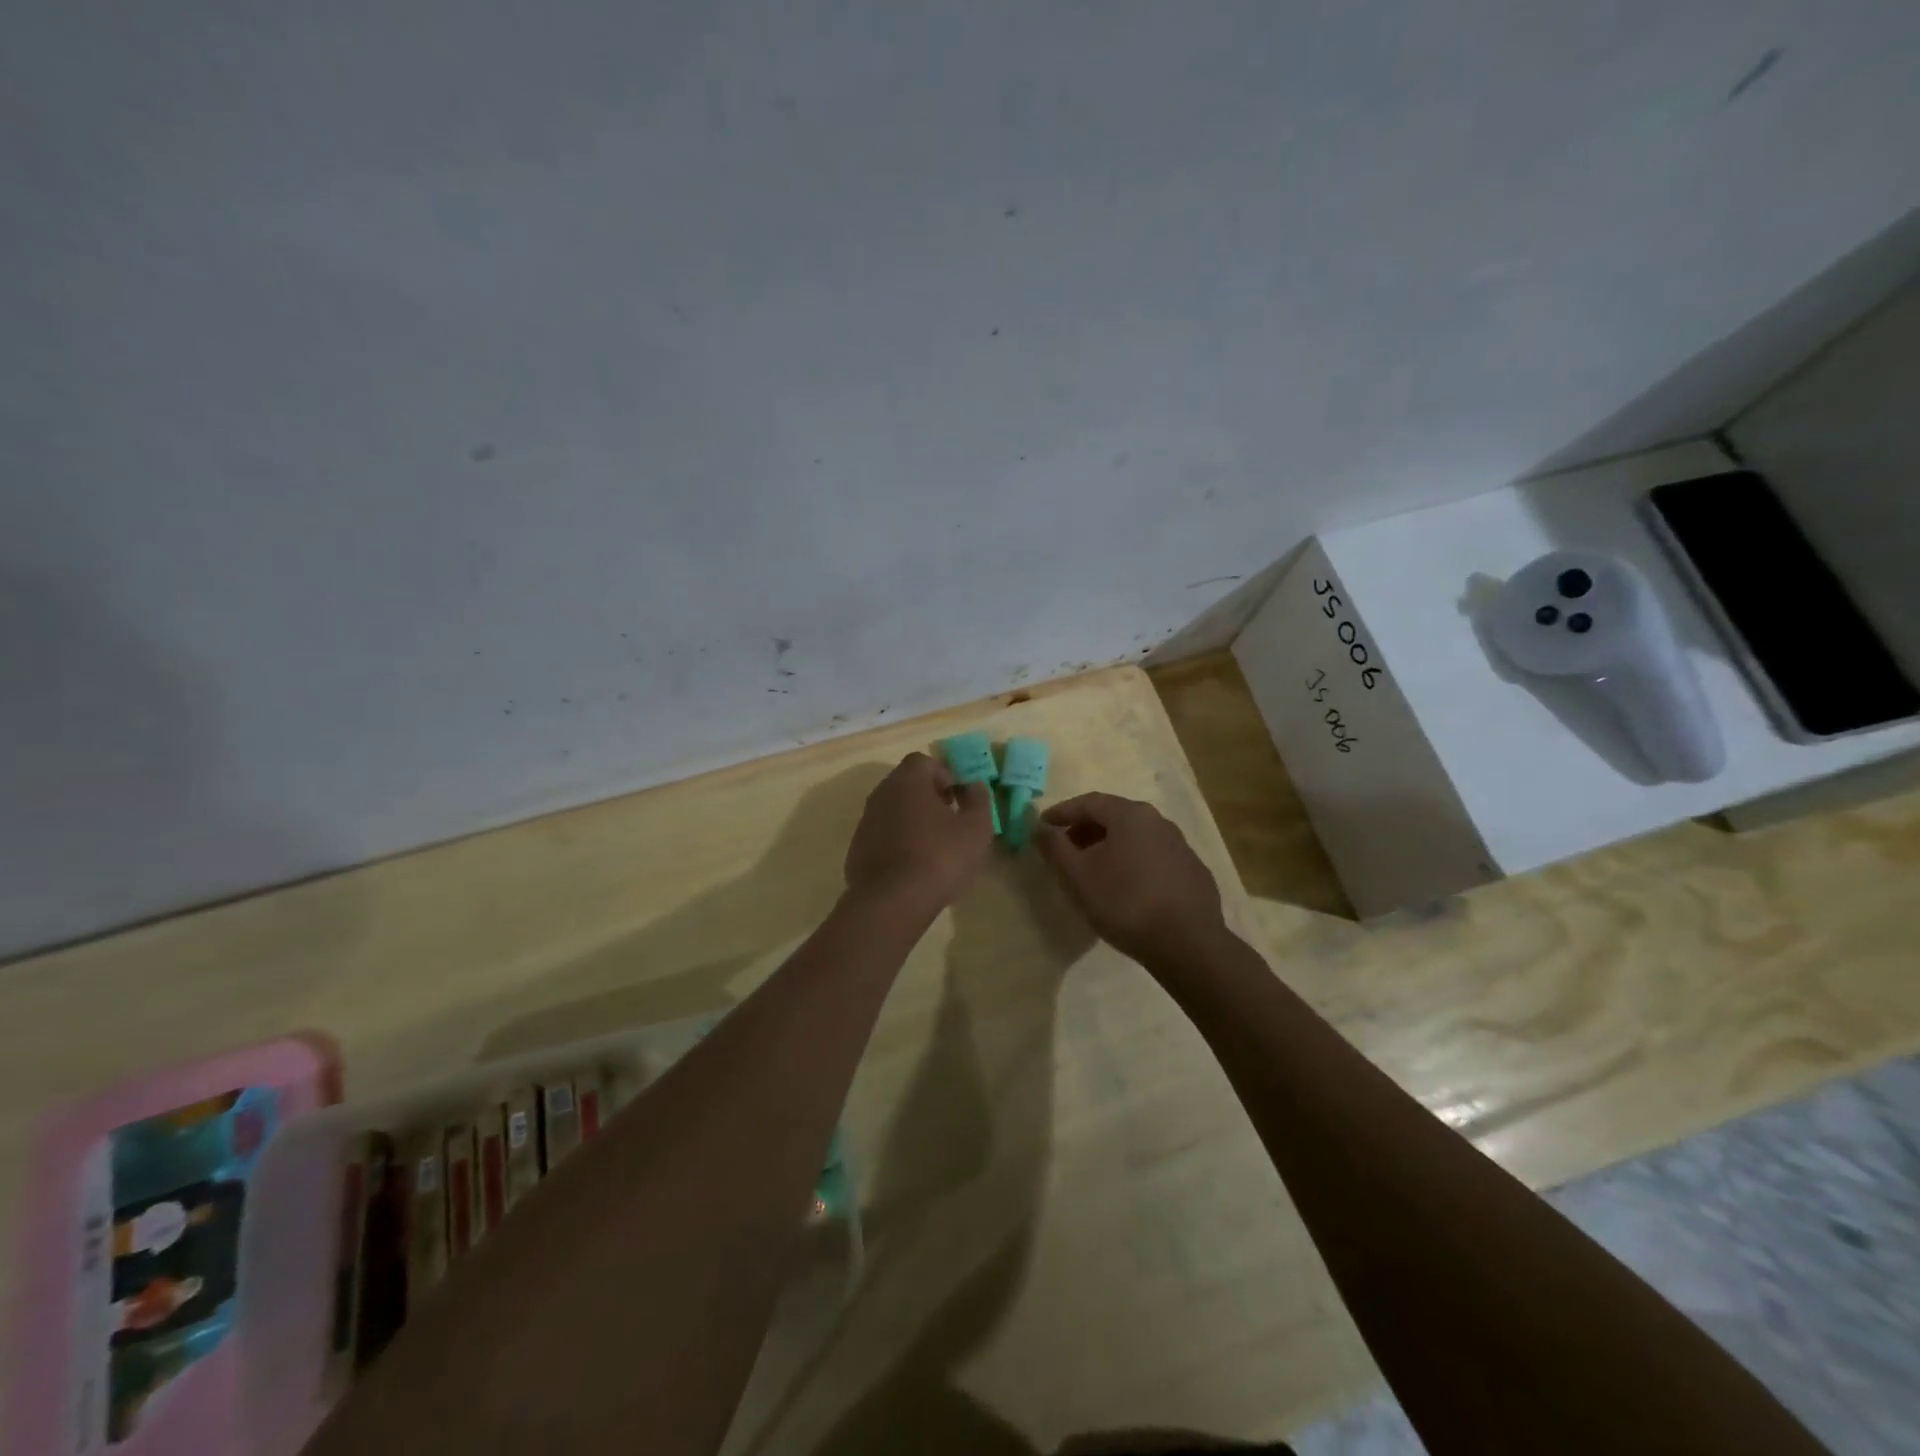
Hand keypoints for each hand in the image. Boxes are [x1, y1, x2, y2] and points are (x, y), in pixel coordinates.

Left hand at [844, 753, 995, 913]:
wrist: (891, 902)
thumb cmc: (939, 857)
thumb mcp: (976, 829)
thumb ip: (979, 800)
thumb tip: (974, 786)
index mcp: (907, 781)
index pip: (924, 762)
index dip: (945, 775)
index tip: (959, 798)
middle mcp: (881, 794)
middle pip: (907, 784)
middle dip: (930, 797)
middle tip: (951, 821)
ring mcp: (865, 822)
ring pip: (894, 810)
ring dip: (914, 820)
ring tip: (935, 847)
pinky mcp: (857, 849)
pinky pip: (883, 836)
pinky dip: (898, 842)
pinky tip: (914, 867)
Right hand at [1033, 792, 1227, 966]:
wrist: (1188, 944)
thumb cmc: (1124, 902)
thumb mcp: (1077, 876)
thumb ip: (1054, 847)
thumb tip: (1039, 828)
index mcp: (1130, 815)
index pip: (1089, 802)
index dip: (1062, 812)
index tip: (1042, 826)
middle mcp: (1159, 821)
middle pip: (1114, 817)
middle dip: (1085, 830)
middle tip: (1065, 850)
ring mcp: (1180, 846)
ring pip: (1135, 838)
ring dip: (1110, 847)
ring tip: (1093, 871)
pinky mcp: (1193, 872)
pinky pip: (1153, 858)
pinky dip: (1133, 864)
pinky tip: (1127, 889)